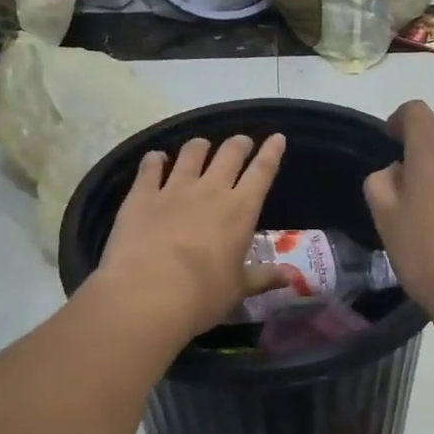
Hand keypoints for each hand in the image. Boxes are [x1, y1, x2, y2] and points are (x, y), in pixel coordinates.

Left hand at [92, 134, 287, 339]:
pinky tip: (156, 158)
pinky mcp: (142, 195)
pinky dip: (154, 160)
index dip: (272, 152)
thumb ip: (264, 277)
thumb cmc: (203, 295)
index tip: (277, 137)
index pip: (263, 171)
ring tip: (201, 146)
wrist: (147, 294)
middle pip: (229, 154)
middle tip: (241, 142)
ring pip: (191, 154)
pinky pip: (150, 168)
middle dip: (239, 144)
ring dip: (199, 146)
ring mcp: (174, 189)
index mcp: (241, 210)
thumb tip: (292, 277)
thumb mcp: (239, 289)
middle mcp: (210, 190)